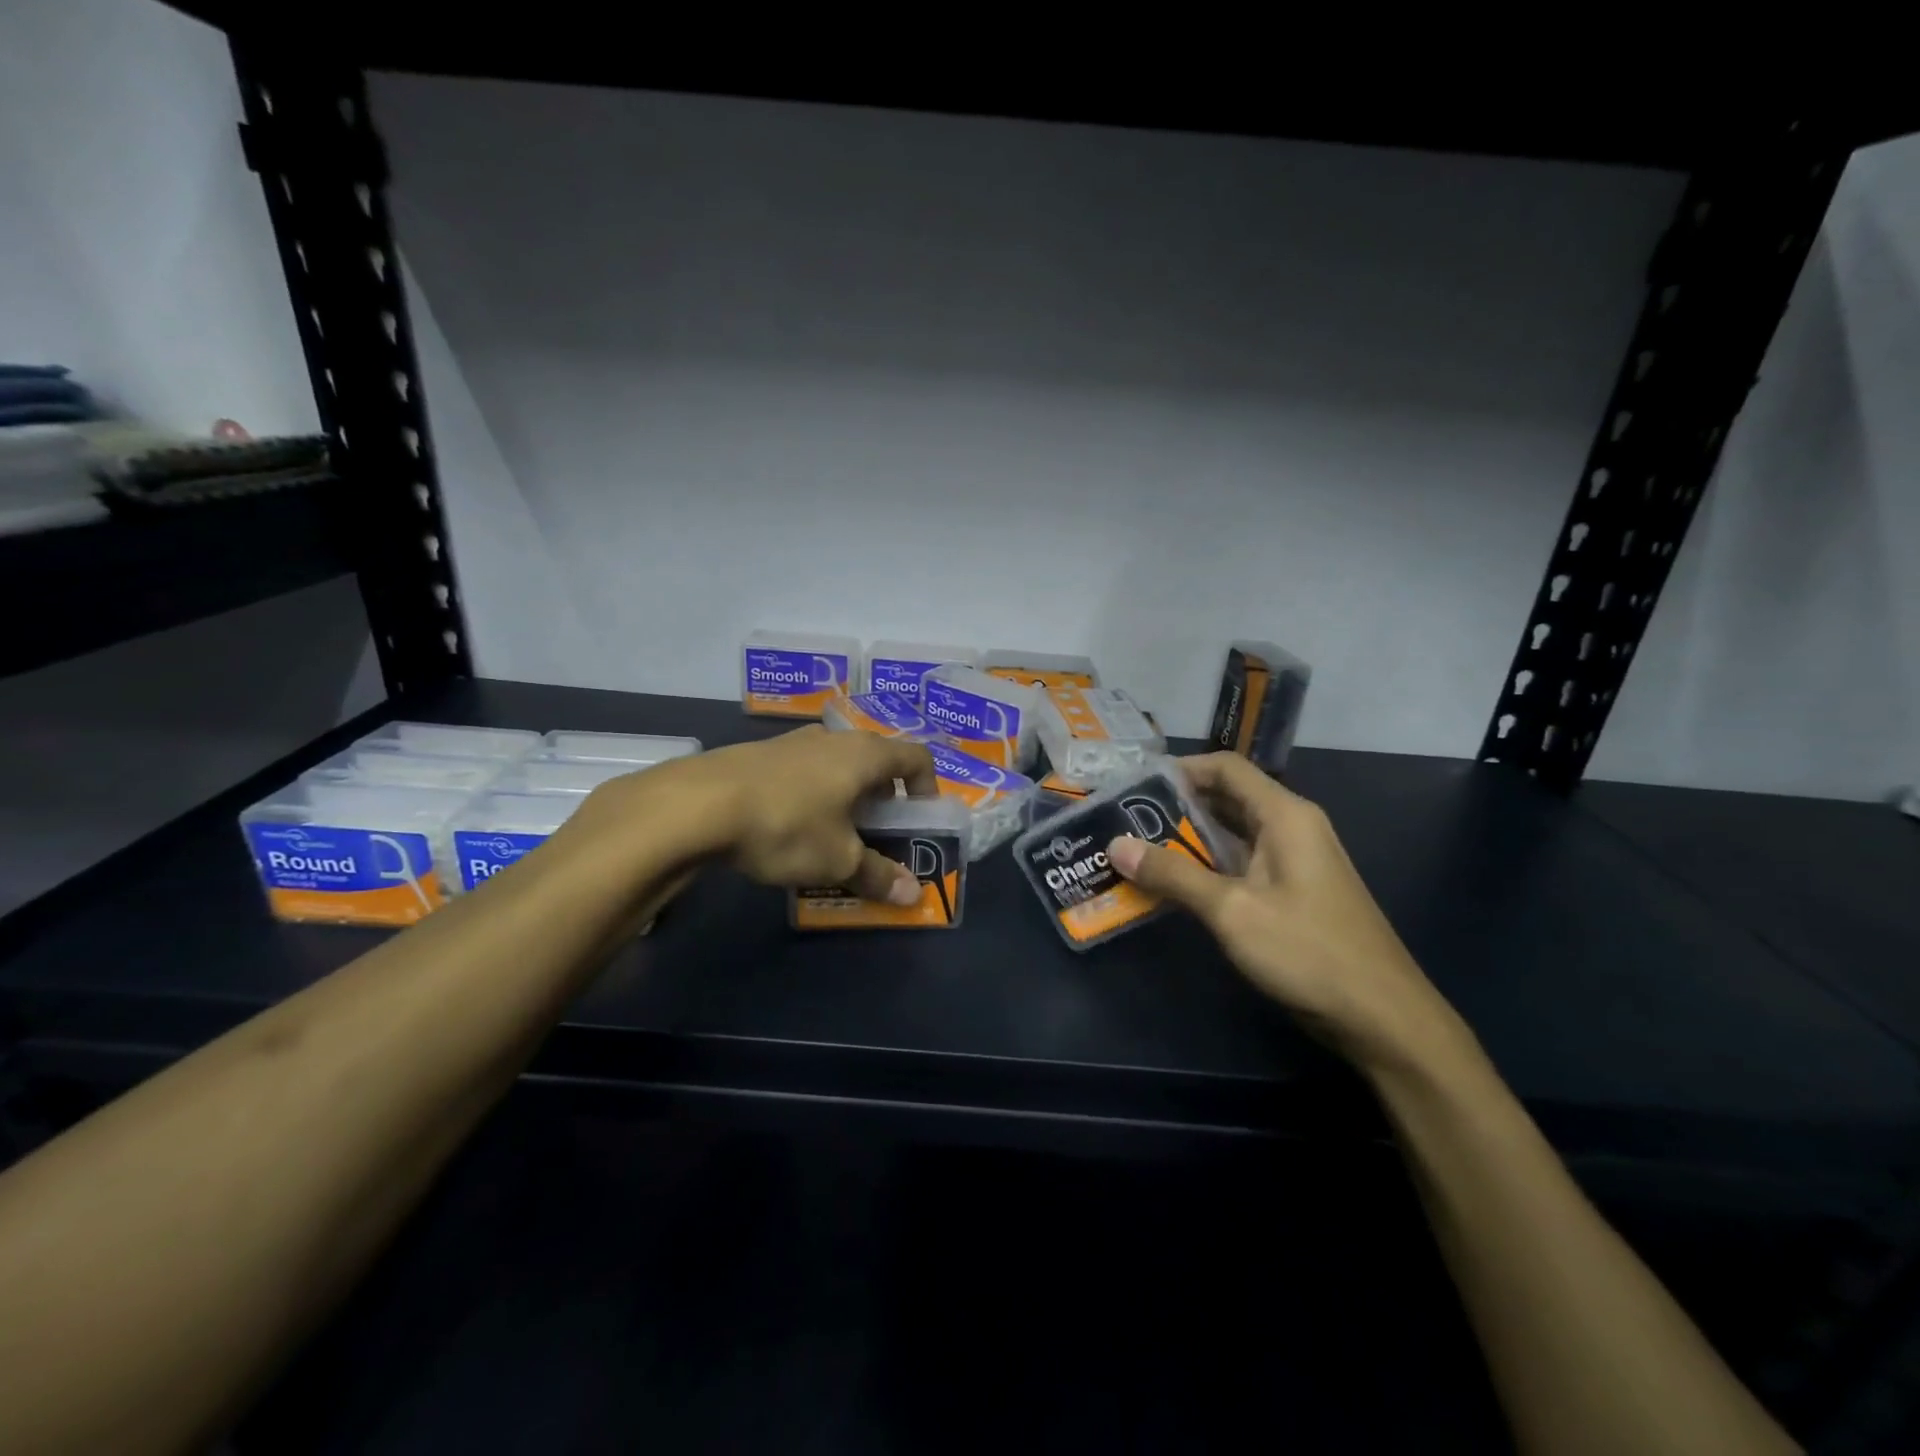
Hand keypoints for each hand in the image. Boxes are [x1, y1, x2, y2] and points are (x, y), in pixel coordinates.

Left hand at [571, 725, 939, 905]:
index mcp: (865, 754)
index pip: (917, 758)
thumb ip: (878, 875)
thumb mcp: (838, 860)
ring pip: (836, 765)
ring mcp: (792, 742)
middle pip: (875, 760)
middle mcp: (833, 738)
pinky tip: (788, 827)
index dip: (927, 787)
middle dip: (883, 797)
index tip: (919, 819)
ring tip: (832, 833)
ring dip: (845, 796)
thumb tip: (913, 895)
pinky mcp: (758, 754)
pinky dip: (811, 795)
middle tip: (877, 833)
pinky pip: (802, 772)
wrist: (697, 805)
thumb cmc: (787, 825)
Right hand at [1106, 753, 1466, 1074]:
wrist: (1383, 1017)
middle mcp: (1292, 827)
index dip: (1180, 769)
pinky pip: (1243, 862)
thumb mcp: (1231, 911)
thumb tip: (1117, 845)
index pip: (1226, 768)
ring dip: (1189, 839)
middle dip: (1176, 806)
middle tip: (1126, 820)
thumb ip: (1173, 874)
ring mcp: (1296, 861)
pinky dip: (1208, 866)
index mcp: (1284, 815)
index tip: (1133, 786)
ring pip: (1233, 833)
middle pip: (1228, 797)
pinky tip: (1175, 886)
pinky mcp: (1294, 891)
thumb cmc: (1307, 951)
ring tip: (1139, 850)